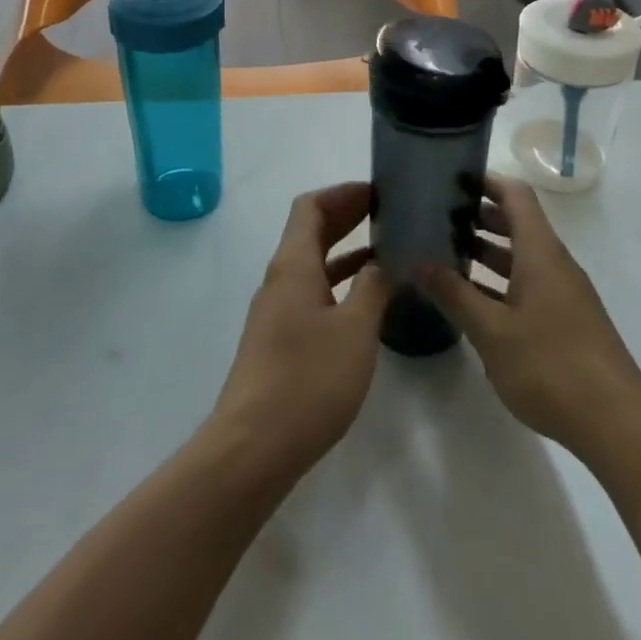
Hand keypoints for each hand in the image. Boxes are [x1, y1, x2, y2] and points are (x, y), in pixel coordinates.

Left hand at [208, 182, 390, 477]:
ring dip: (344, 251)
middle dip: (346, 216)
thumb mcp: (355, 330)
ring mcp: (276, 310)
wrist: (253, 447)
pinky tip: (366, 301)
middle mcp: (280, 279)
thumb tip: (383, 262)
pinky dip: (338, 283)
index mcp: (293, 265)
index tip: (378, 192)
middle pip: (309, 231)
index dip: (342, 193)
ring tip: (387, 251)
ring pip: (311, 263)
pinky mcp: (278, 339)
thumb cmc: (308, 380)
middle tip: (388, 214)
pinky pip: (311, 292)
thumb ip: (373, 288)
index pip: (310, 206)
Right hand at [419, 174, 640, 462]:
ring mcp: (564, 293)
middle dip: (477, 216)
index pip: (515, 195)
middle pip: (517, 223)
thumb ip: (454, 294)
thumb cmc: (550, 366)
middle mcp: (554, 263)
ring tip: (444, 254)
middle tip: (435, 218)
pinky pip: (528, 283)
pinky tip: (473, 299)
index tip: (449, 180)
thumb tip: (419, 262)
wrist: (617, 425)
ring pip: (521, 256)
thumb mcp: (491, 331)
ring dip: (486, 251)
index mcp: (540, 252)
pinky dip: (499, 281)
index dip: (485, 181)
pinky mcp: (567, 320)